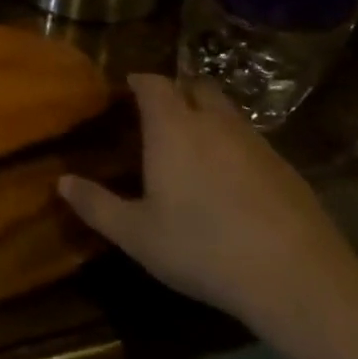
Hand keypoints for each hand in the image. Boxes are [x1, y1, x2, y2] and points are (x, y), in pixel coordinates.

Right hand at [57, 74, 357, 326]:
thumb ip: (96, 205)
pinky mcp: (286, 167)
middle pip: (196, 87)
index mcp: (174, 129)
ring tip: (191, 147)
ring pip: (227, 112)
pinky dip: (233, 146)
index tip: (126, 89)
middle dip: (176, 92)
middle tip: (158, 115)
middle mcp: (215, 123)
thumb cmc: (202, 248)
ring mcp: (256, 143)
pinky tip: (229, 181)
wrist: (296, 277)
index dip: (139, 81)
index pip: (154, 84)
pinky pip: (250, 140)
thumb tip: (61, 182)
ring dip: (207, 117)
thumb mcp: (136, 234)